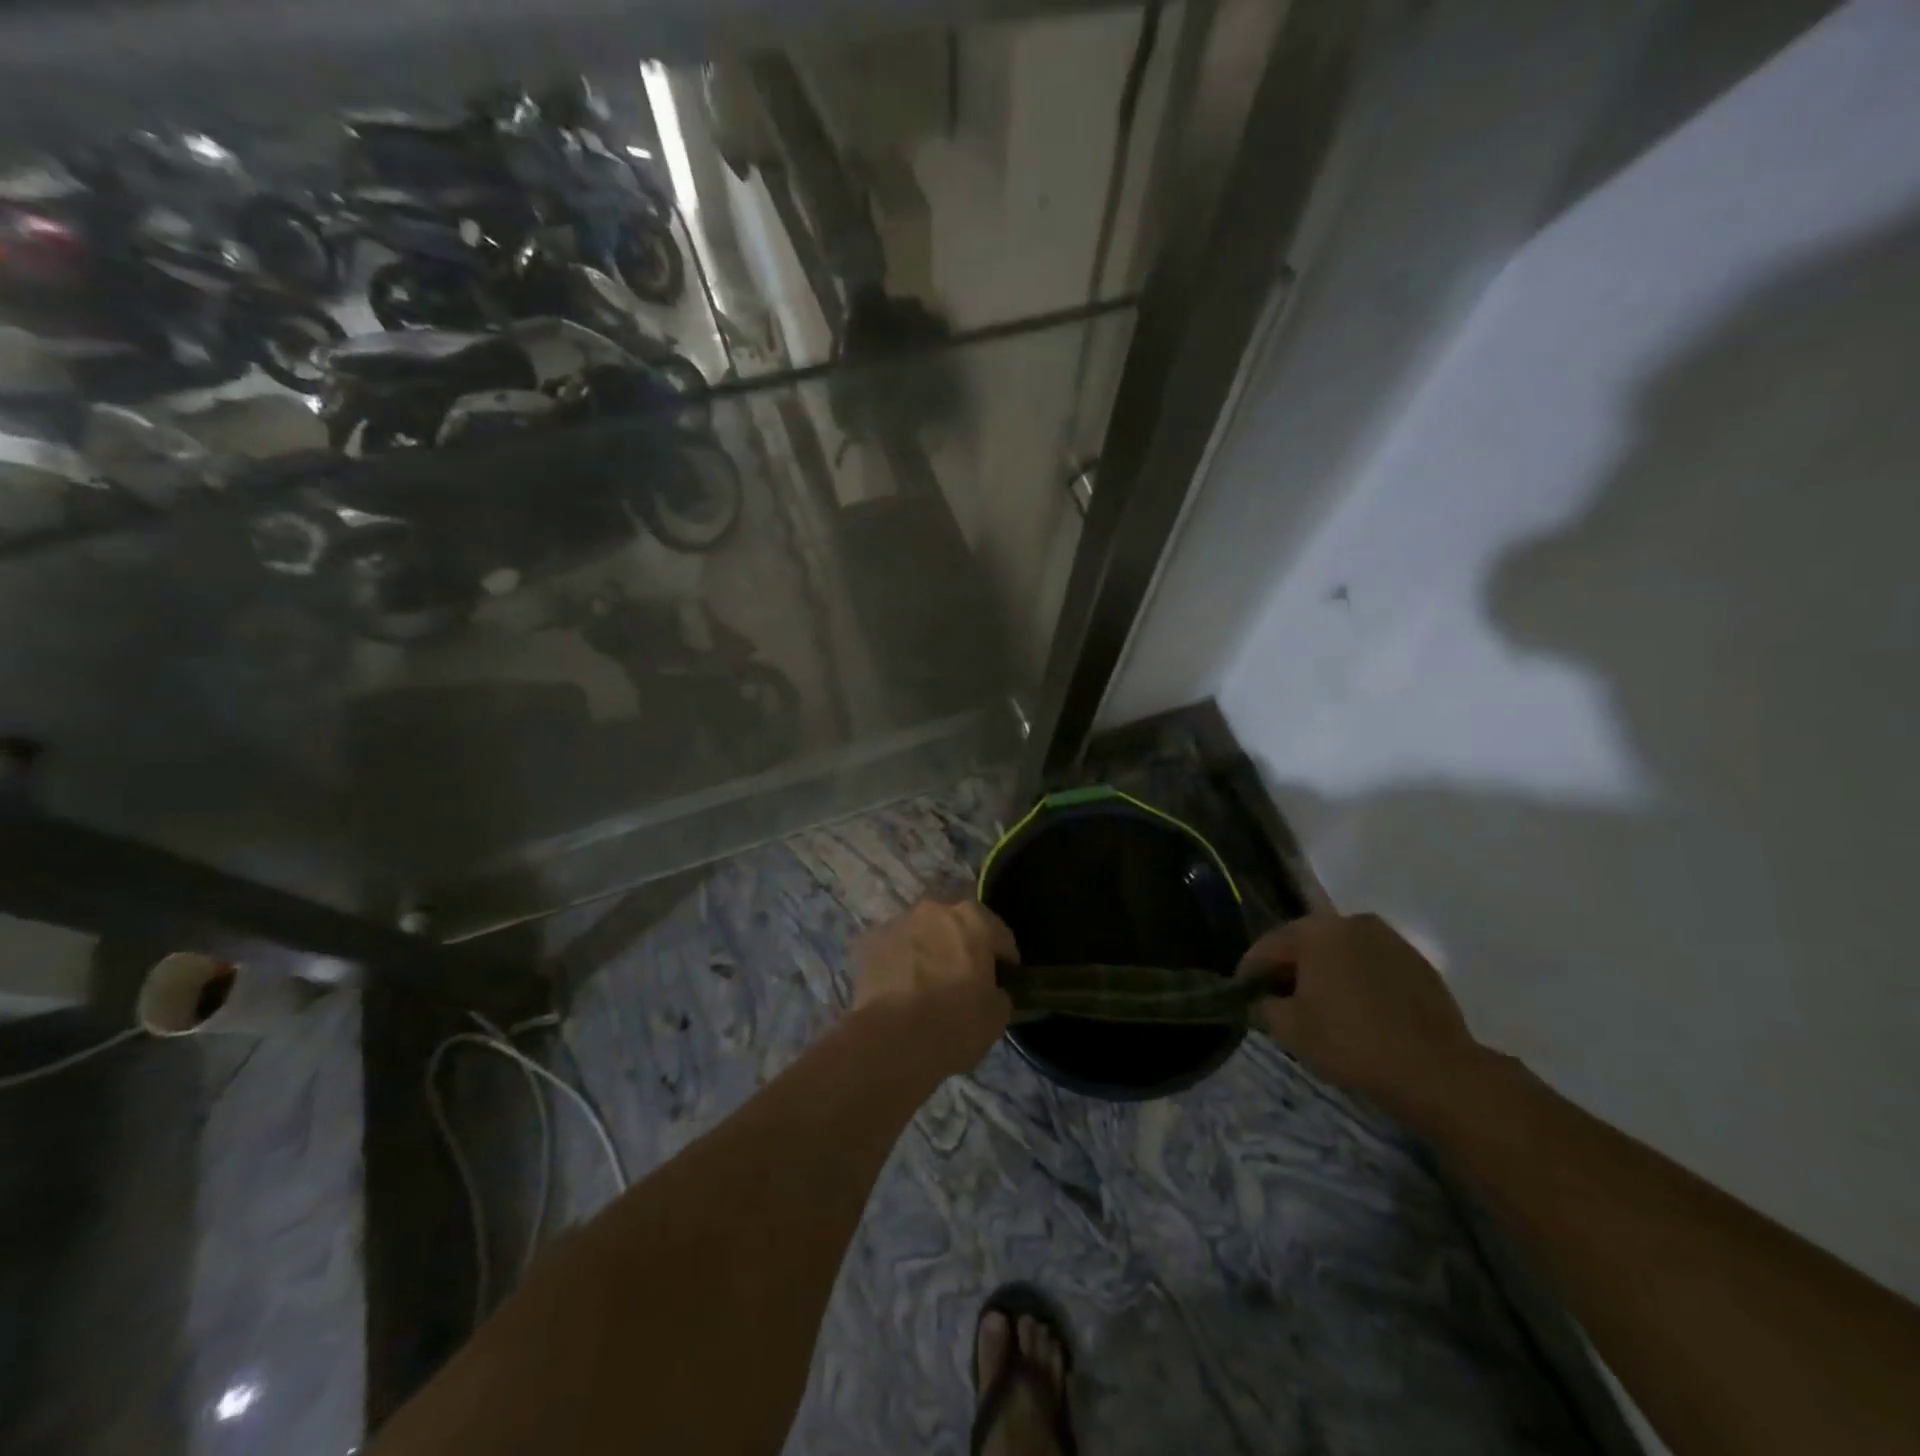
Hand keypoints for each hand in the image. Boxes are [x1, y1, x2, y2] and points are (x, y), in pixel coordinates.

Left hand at [851, 900, 1015, 1074]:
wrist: (891, 1042)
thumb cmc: (954, 1024)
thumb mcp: (997, 1015)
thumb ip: (998, 992)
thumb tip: (990, 990)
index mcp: (973, 919)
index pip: (1000, 935)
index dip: (1004, 959)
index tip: (1003, 980)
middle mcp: (934, 909)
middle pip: (956, 925)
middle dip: (961, 947)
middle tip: (963, 980)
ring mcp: (898, 922)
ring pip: (922, 933)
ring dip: (928, 951)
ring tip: (926, 986)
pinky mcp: (869, 941)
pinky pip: (894, 949)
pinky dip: (899, 962)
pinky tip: (900, 990)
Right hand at [1238, 912, 1484, 1126]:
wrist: (1436, 1071)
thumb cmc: (1350, 1042)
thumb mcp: (1290, 1029)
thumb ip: (1263, 1007)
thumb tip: (1258, 1001)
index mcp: (1315, 931)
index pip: (1267, 946)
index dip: (1249, 972)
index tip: (1241, 995)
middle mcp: (1350, 922)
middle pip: (1304, 943)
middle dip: (1288, 968)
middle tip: (1277, 999)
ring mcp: (1389, 939)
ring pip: (1340, 951)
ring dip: (1324, 971)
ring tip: (1319, 1005)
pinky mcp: (1417, 962)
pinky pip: (1371, 964)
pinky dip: (1356, 980)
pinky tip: (1356, 1009)